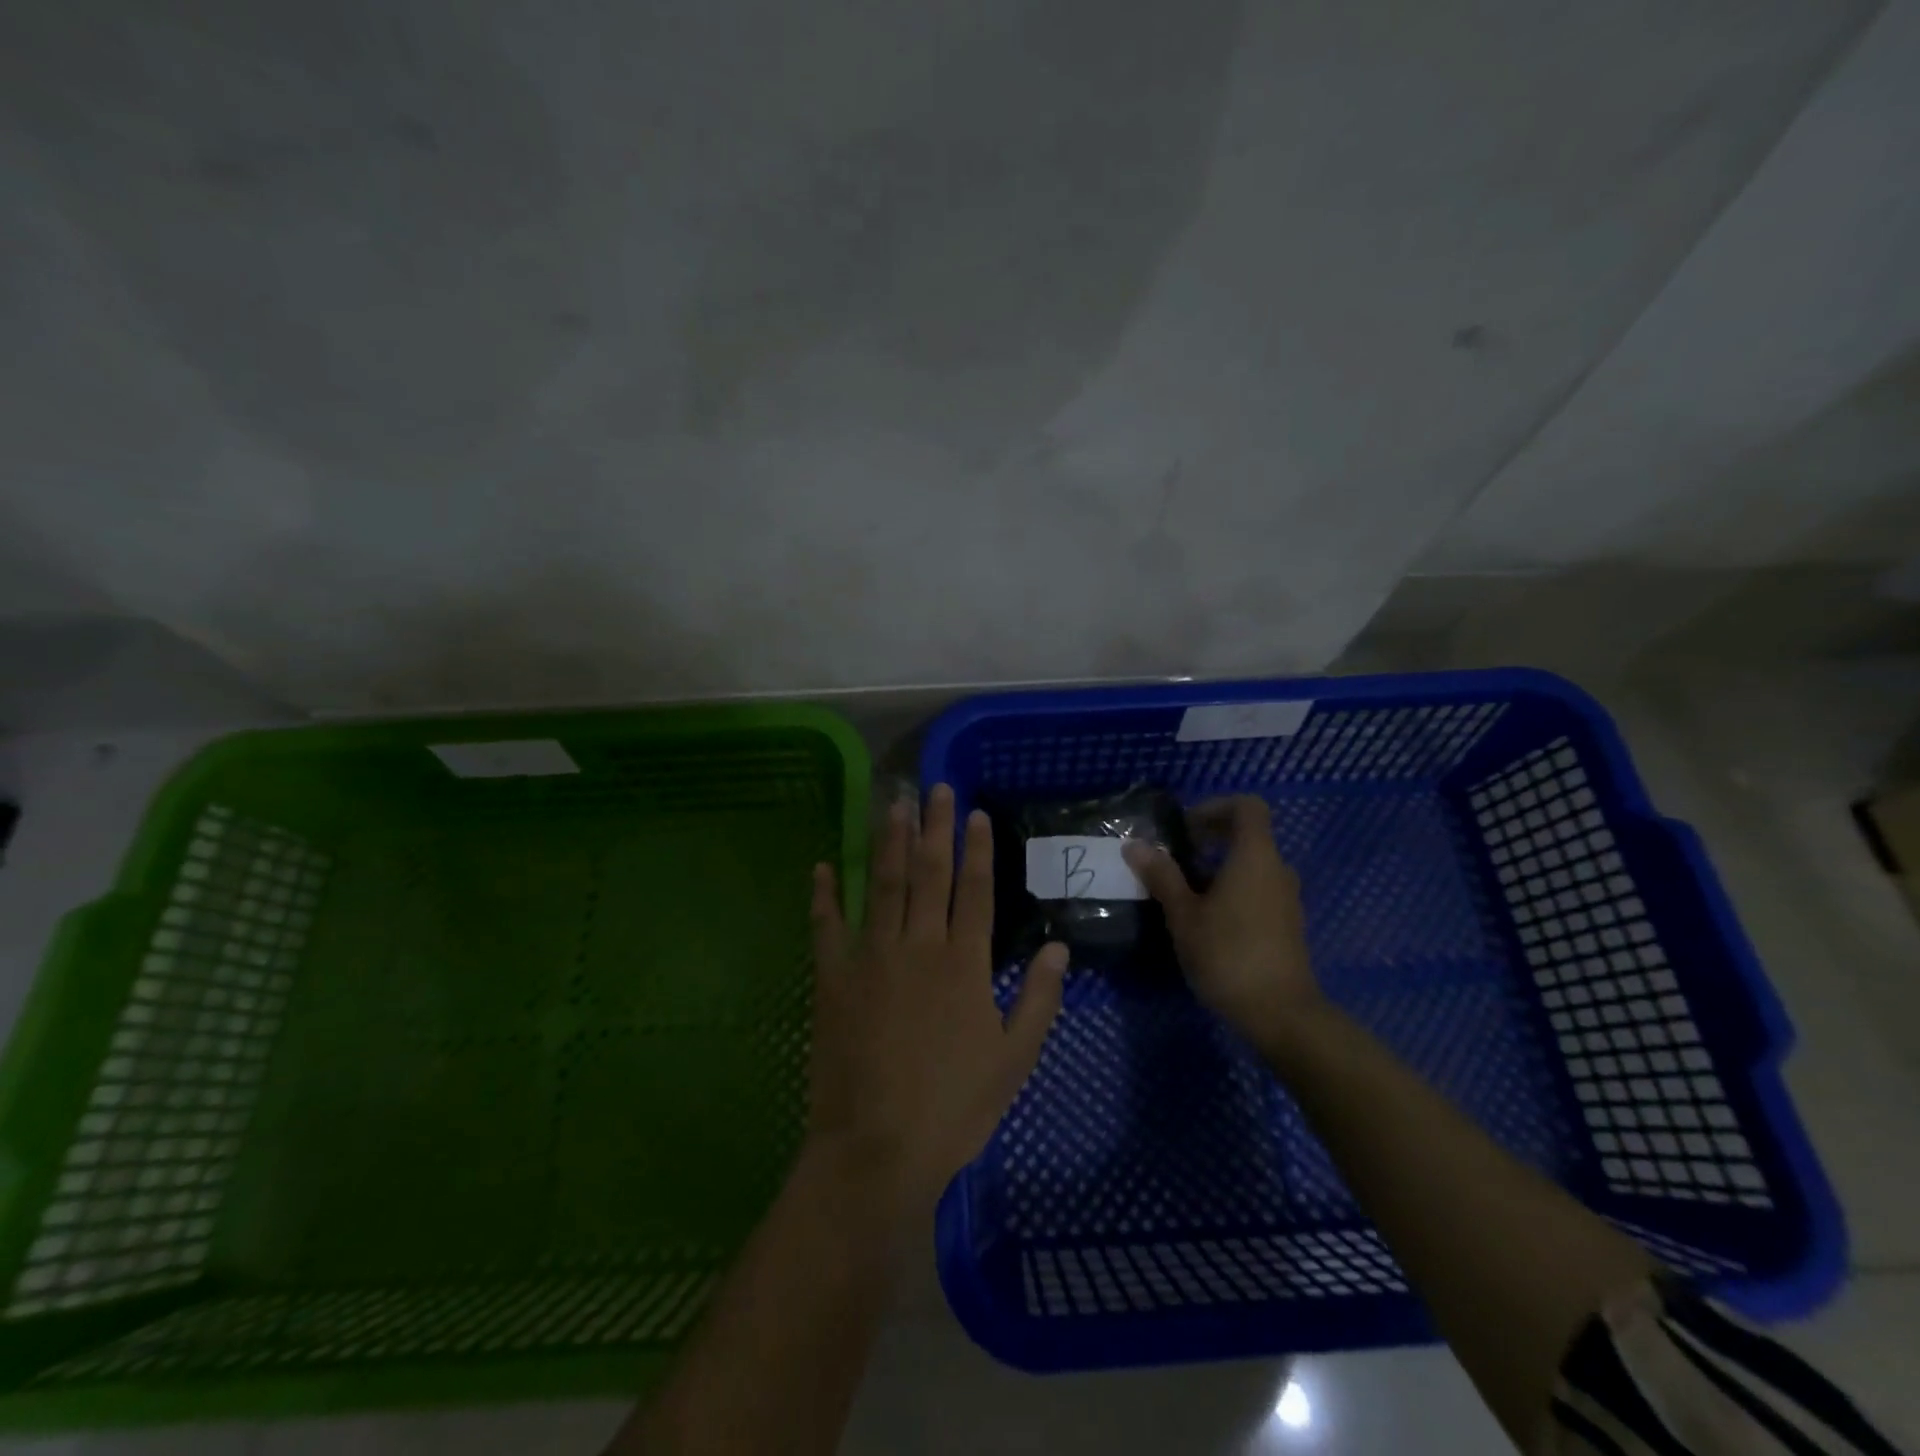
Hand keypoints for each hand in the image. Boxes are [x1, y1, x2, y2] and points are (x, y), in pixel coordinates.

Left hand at [807, 784, 1067, 1219]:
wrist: (877, 1148)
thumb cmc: (954, 1107)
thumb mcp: (1014, 1060)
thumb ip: (1039, 999)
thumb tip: (1059, 948)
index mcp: (964, 963)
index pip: (975, 890)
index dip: (976, 849)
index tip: (973, 813)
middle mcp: (919, 945)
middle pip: (928, 873)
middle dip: (933, 827)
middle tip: (934, 787)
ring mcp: (871, 957)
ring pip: (882, 885)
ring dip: (888, 842)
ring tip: (892, 805)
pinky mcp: (833, 978)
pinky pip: (827, 925)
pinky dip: (824, 894)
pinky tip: (824, 865)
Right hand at [1123, 795, 1321, 1047]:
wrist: (1281, 1014)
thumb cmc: (1228, 954)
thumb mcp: (1184, 914)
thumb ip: (1162, 875)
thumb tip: (1135, 845)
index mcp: (1255, 856)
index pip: (1247, 806)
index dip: (1214, 807)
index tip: (1185, 828)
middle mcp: (1277, 869)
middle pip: (1248, 834)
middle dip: (1210, 838)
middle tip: (1175, 858)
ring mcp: (1286, 897)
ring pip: (1252, 864)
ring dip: (1219, 867)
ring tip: (1183, 891)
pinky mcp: (1287, 923)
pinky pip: (1258, 888)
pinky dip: (1233, 889)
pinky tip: (1206, 918)